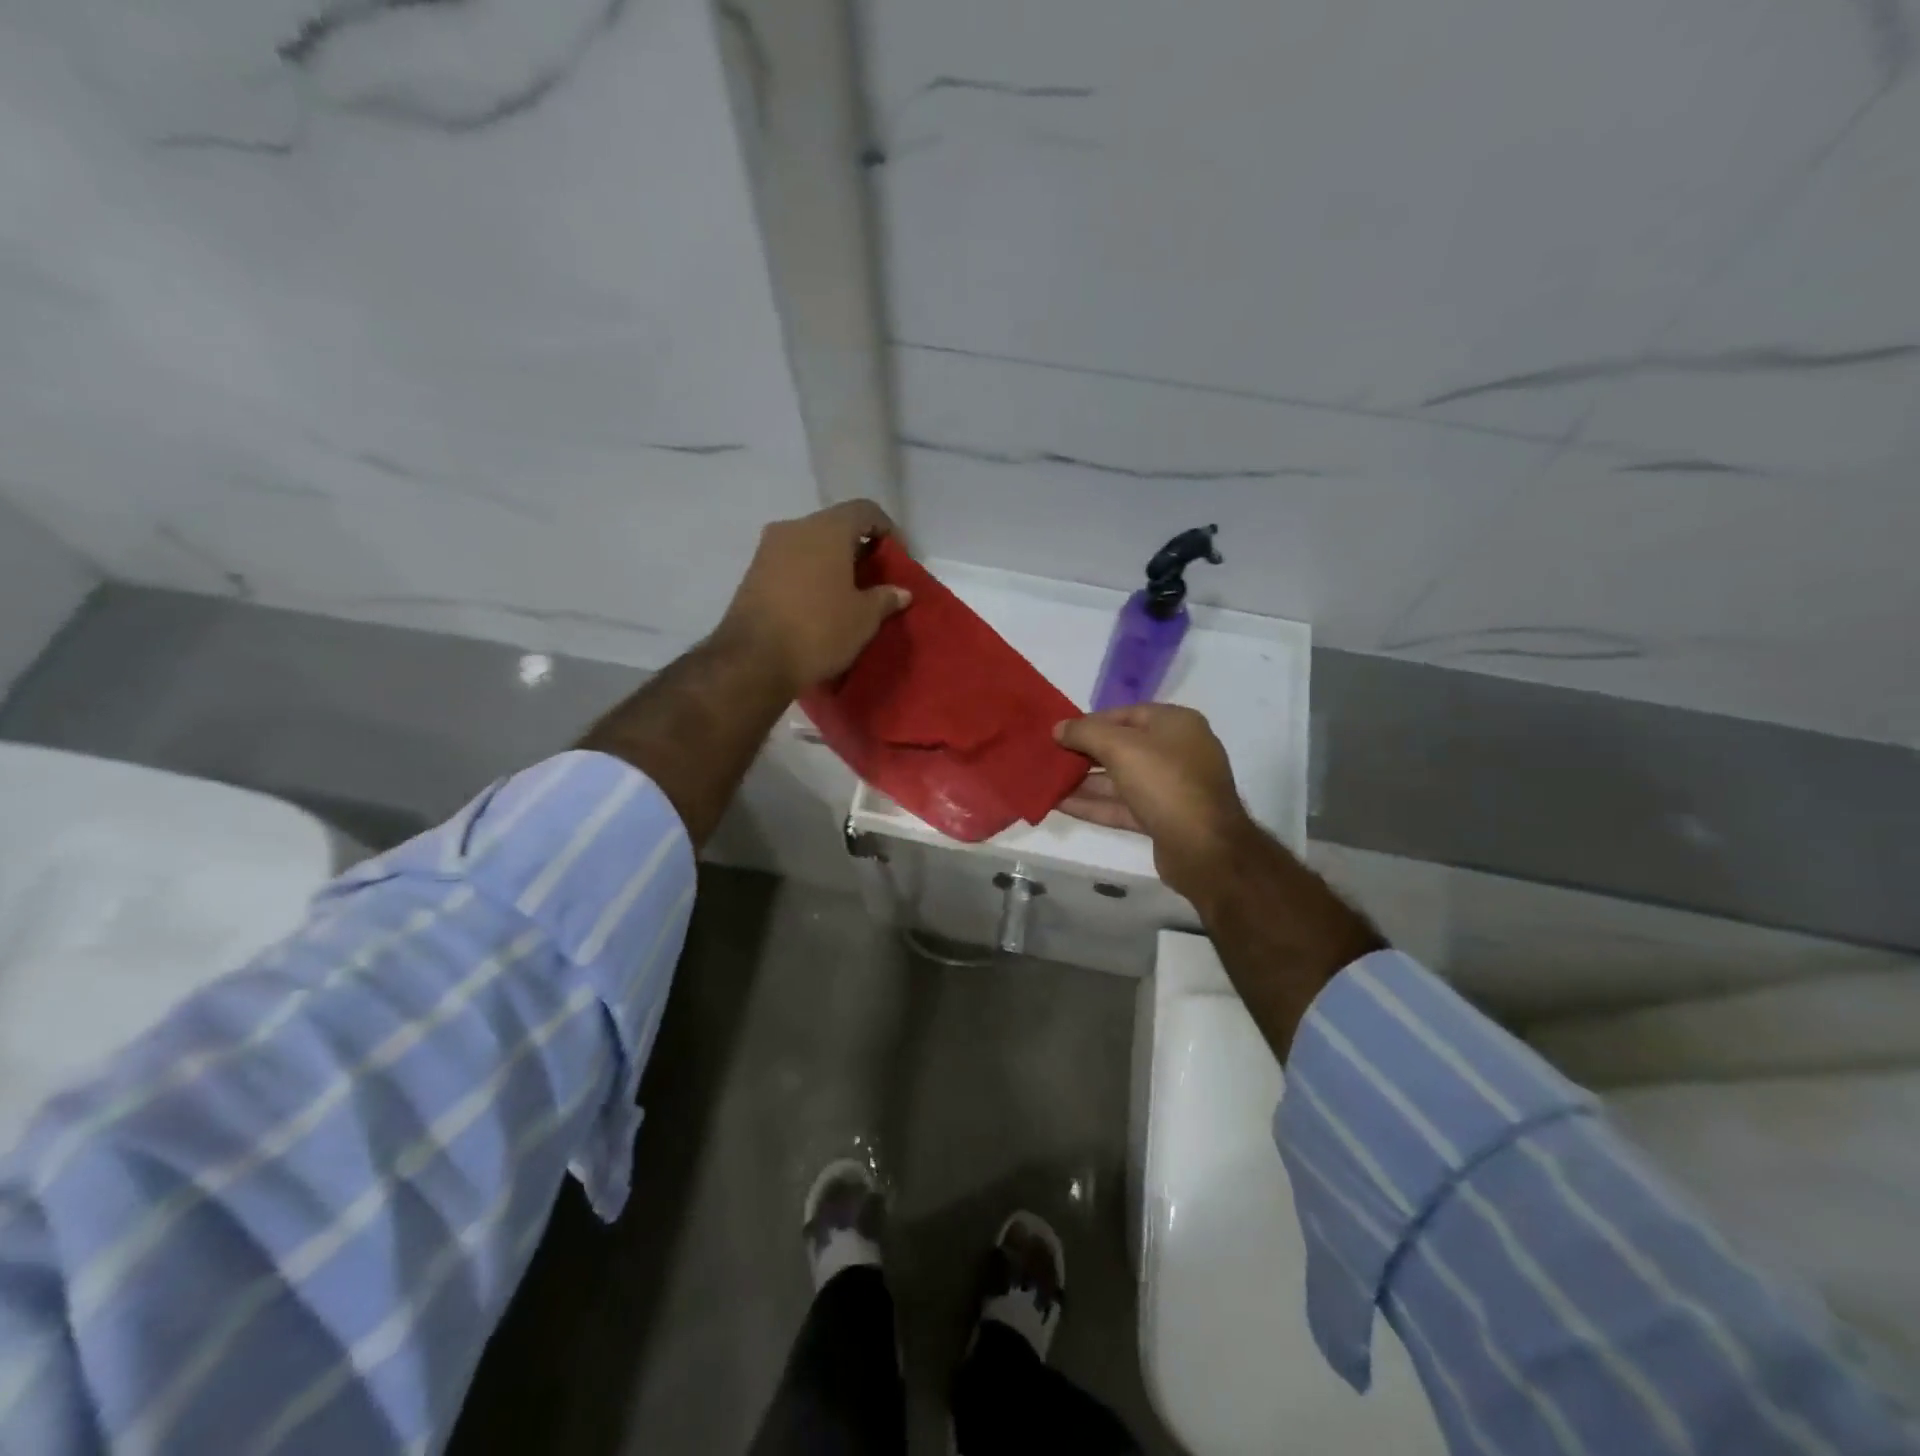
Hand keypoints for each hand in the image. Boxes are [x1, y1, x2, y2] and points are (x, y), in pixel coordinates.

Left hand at [715, 499, 911, 694]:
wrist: (754, 660)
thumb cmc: (819, 630)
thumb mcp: (864, 618)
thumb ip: (885, 598)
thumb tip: (900, 592)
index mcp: (827, 529)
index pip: (865, 511)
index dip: (887, 530)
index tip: (898, 558)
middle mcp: (794, 528)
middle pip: (835, 526)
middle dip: (858, 548)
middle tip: (875, 578)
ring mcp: (768, 549)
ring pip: (810, 545)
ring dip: (831, 563)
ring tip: (848, 594)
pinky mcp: (753, 573)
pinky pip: (791, 564)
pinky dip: (810, 575)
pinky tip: (820, 603)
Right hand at [1054, 704, 1259, 901]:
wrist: (1204, 848)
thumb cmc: (1165, 783)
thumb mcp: (1120, 747)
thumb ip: (1085, 733)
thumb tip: (1059, 728)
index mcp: (1175, 724)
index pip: (1125, 714)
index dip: (1089, 722)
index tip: (1058, 733)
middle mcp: (1176, 751)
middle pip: (1121, 747)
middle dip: (1084, 754)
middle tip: (1048, 758)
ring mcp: (1171, 787)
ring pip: (1120, 779)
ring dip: (1084, 781)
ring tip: (1047, 782)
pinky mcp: (1162, 819)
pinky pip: (1122, 805)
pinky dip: (1094, 804)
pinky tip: (1060, 804)